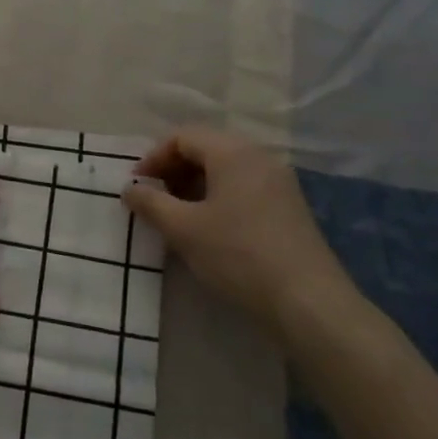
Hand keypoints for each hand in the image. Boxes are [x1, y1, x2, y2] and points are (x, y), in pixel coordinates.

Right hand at [123, 127, 359, 340]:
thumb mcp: (183, 228)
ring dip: (194, 186)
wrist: (307, 301)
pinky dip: (217, 198)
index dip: (153, 157)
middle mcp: (259, 157)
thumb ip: (150, 203)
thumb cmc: (237, 254)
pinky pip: (243, 187)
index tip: (136, 187)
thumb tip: (130, 189)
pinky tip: (208, 228)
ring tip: (176, 216)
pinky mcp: (288, 207)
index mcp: (233, 152)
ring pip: (225, 170)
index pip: (183, 137)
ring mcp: (278, 182)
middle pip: (206, 149)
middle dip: (173, 170)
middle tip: (153, 199)